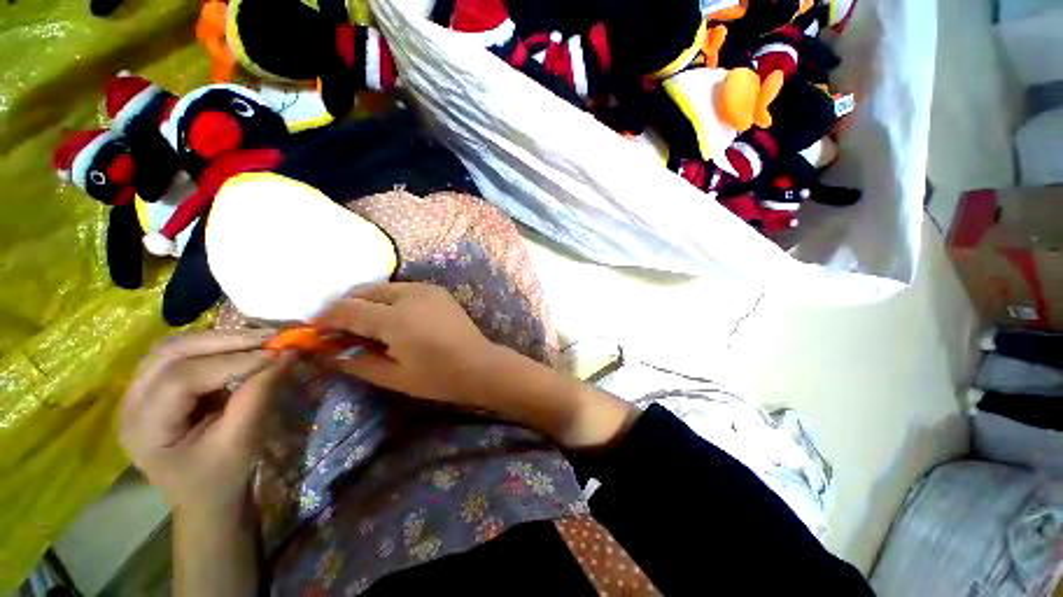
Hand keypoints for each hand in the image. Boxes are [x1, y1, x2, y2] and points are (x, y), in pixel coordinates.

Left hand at [120, 330, 295, 513]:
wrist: (205, 497)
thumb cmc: (222, 477)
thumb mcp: (242, 441)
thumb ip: (259, 395)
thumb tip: (288, 354)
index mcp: (144, 428)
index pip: (182, 379)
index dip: (232, 362)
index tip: (278, 353)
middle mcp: (131, 403)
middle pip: (170, 353)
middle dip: (225, 340)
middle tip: (271, 336)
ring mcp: (138, 392)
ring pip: (173, 347)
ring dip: (218, 338)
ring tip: (259, 338)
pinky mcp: (154, 387)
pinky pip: (180, 354)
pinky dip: (212, 345)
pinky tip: (238, 347)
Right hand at [317, 283, 636, 448]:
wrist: (480, 365)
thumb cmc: (438, 377)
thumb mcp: (393, 376)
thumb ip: (356, 361)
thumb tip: (326, 352)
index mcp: (395, 318)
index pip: (347, 309)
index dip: (326, 319)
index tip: (314, 331)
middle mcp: (409, 295)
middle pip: (364, 292)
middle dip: (346, 307)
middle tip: (340, 330)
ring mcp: (426, 289)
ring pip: (383, 288)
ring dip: (368, 302)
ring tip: (365, 326)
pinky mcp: (437, 291)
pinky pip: (403, 290)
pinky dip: (388, 300)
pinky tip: (392, 319)